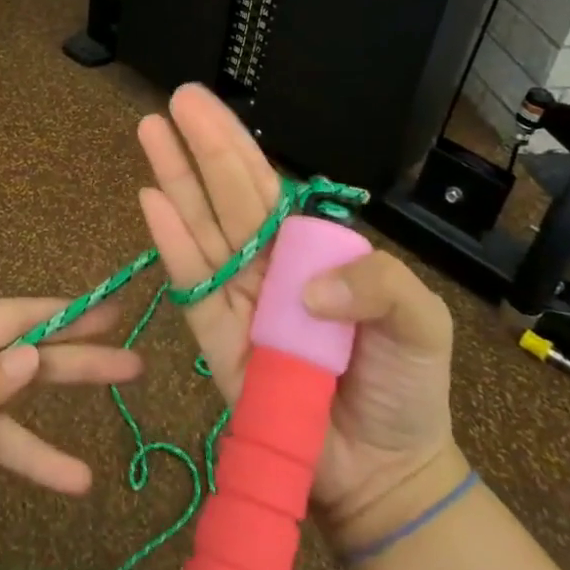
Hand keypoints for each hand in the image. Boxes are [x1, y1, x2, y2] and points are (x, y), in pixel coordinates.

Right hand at [137, 84, 459, 547]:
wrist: (385, 470)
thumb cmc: (403, 387)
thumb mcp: (419, 321)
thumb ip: (377, 283)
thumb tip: (302, 282)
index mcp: (307, 249)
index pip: (264, 184)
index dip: (234, 143)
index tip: (204, 103)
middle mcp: (265, 263)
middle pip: (226, 194)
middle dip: (200, 145)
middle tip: (174, 99)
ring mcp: (237, 298)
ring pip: (201, 226)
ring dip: (175, 178)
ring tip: (150, 132)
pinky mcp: (216, 339)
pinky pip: (192, 285)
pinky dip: (171, 243)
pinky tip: (150, 201)